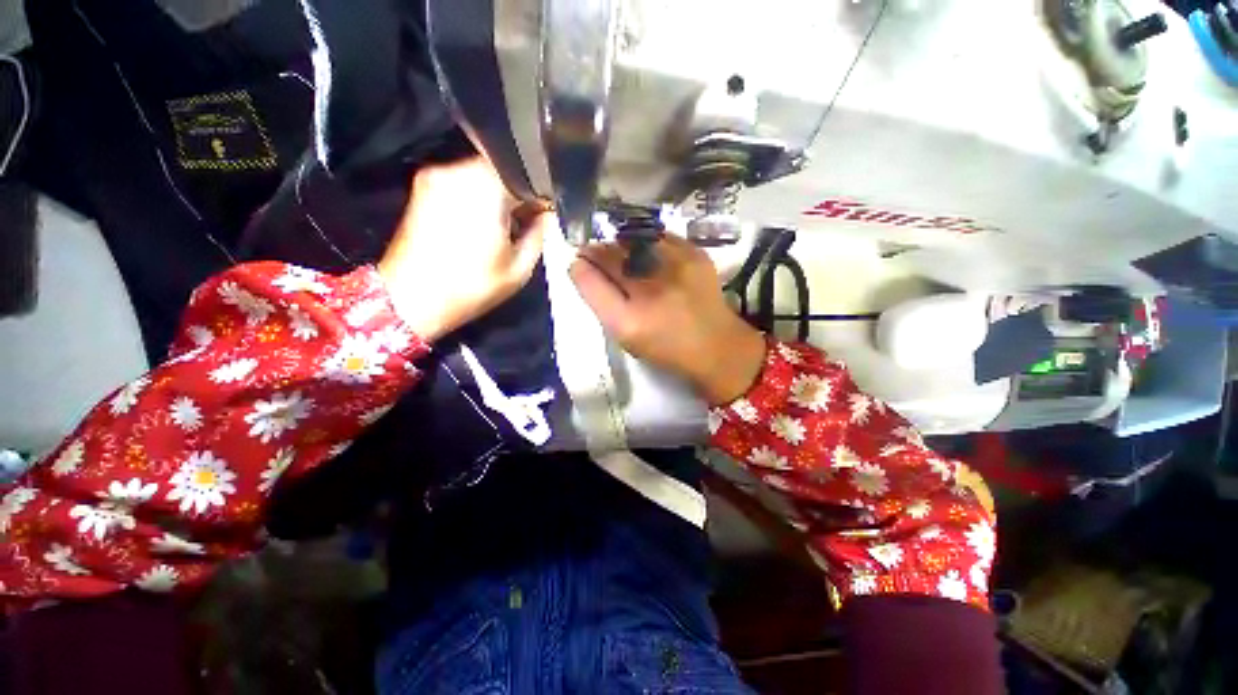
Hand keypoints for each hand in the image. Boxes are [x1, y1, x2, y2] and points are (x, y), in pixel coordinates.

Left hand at [377, 157, 549, 341]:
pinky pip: (462, 182)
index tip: (544, 215)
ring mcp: (436, 177)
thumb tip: (545, 216)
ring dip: (497, 196)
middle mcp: (459, 172)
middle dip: (517, 194)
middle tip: (525, 221)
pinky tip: (479, 224)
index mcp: (486, 189)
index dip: (540, 197)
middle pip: (502, 171)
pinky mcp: (423, 187)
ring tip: (502, 226)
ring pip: (481, 175)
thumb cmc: (470, 287)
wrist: (411, 298)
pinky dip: (476, 197)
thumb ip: (539, 235)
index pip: (526, 177)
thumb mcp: (519, 269)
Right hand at [570, 235, 766, 404]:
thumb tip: (582, 268)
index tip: (579, 261)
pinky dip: (646, 241)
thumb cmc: (666, 347)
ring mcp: (675, 268)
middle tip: (593, 252)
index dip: (581, 266)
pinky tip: (646, 251)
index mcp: (629, 321)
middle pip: (610, 256)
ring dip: (619, 244)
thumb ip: (601, 302)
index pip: (591, 281)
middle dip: (597, 251)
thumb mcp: (626, 336)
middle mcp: (650, 291)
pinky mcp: (695, 254)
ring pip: (632, 241)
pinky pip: (658, 237)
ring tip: (620, 252)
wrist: (717, 345)